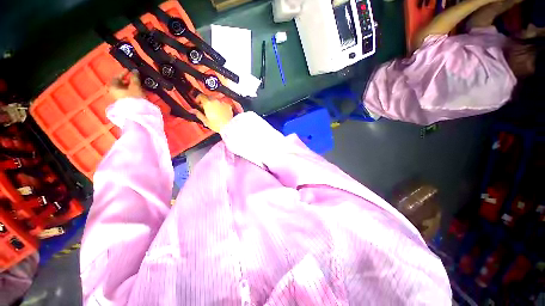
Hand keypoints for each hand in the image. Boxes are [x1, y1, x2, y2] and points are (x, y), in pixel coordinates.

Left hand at [108, 70, 144, 99]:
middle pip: (120, 83)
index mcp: (113, 86)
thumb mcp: (135, 86)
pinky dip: (132, 91)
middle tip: (136, 78)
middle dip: (128, 80)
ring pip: (125, 89)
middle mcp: (114, 91)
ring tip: (139, 85)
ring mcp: (119, 97)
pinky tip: (138, 91)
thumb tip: (135, 71)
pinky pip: (128, 93)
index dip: (123, 73)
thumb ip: (135, 78)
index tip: (130, 71)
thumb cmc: (133, 97)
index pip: (117, 77)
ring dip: (131, 86)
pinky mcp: (125, 102)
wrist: (136, 112)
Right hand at [194, 95, 233, 132]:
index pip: (201, 96)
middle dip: (206, 101)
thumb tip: (192, 110)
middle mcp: (215, 101)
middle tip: (205, 108)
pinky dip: (220, 106)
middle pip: (208, 97)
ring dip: (213, 104)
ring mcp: (222, 102)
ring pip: (216, 100)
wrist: (229, 126)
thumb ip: (198, 114)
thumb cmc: (218, 125)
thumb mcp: (205, 121)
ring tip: (213, 111)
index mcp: (208, 103)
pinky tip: (220, 112)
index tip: (198, 103)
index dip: (198, 99)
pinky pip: (222, 103)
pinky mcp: (228, 105)